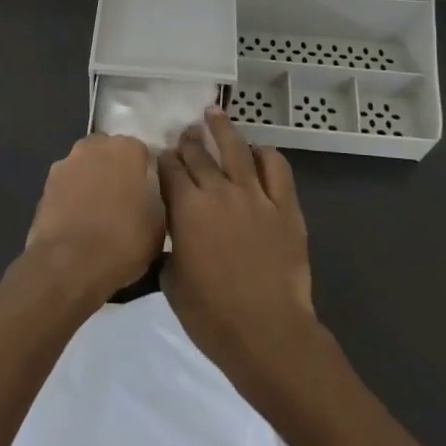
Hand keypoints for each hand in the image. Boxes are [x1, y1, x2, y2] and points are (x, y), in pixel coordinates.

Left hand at [25, 133, 163, 301]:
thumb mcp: (159, 224)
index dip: (144, 173)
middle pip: (109, 153)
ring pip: (85, 167)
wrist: (69, 265)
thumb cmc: (123, 240)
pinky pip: (67, 186)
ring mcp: (65, 164)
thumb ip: (155, 197)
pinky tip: (77, 223)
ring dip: (91, 182)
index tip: (147, 194)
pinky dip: (72, 198)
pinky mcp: (45, 186)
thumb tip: (146, 195)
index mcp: (126, 149)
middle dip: (115, 170)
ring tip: (97, 215)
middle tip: (123, 201)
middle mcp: (94, 147)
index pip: (140, 151)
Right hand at [158, 109, 316, 388]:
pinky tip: (257, 150)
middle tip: (185, 132)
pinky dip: (266, 154)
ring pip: (237, 150)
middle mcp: (219, 192)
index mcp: (187, 210)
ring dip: (223, 129)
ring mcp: (256, 196)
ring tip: (214, 114)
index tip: (161, 155)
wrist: (267, 332)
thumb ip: (170, 250)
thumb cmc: (212, 316)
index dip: (163, 159)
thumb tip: (175, 237)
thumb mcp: (172, 283)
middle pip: (200, 155)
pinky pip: (276, 168)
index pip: (170, 171)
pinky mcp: (285, 207)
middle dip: (189, 141)